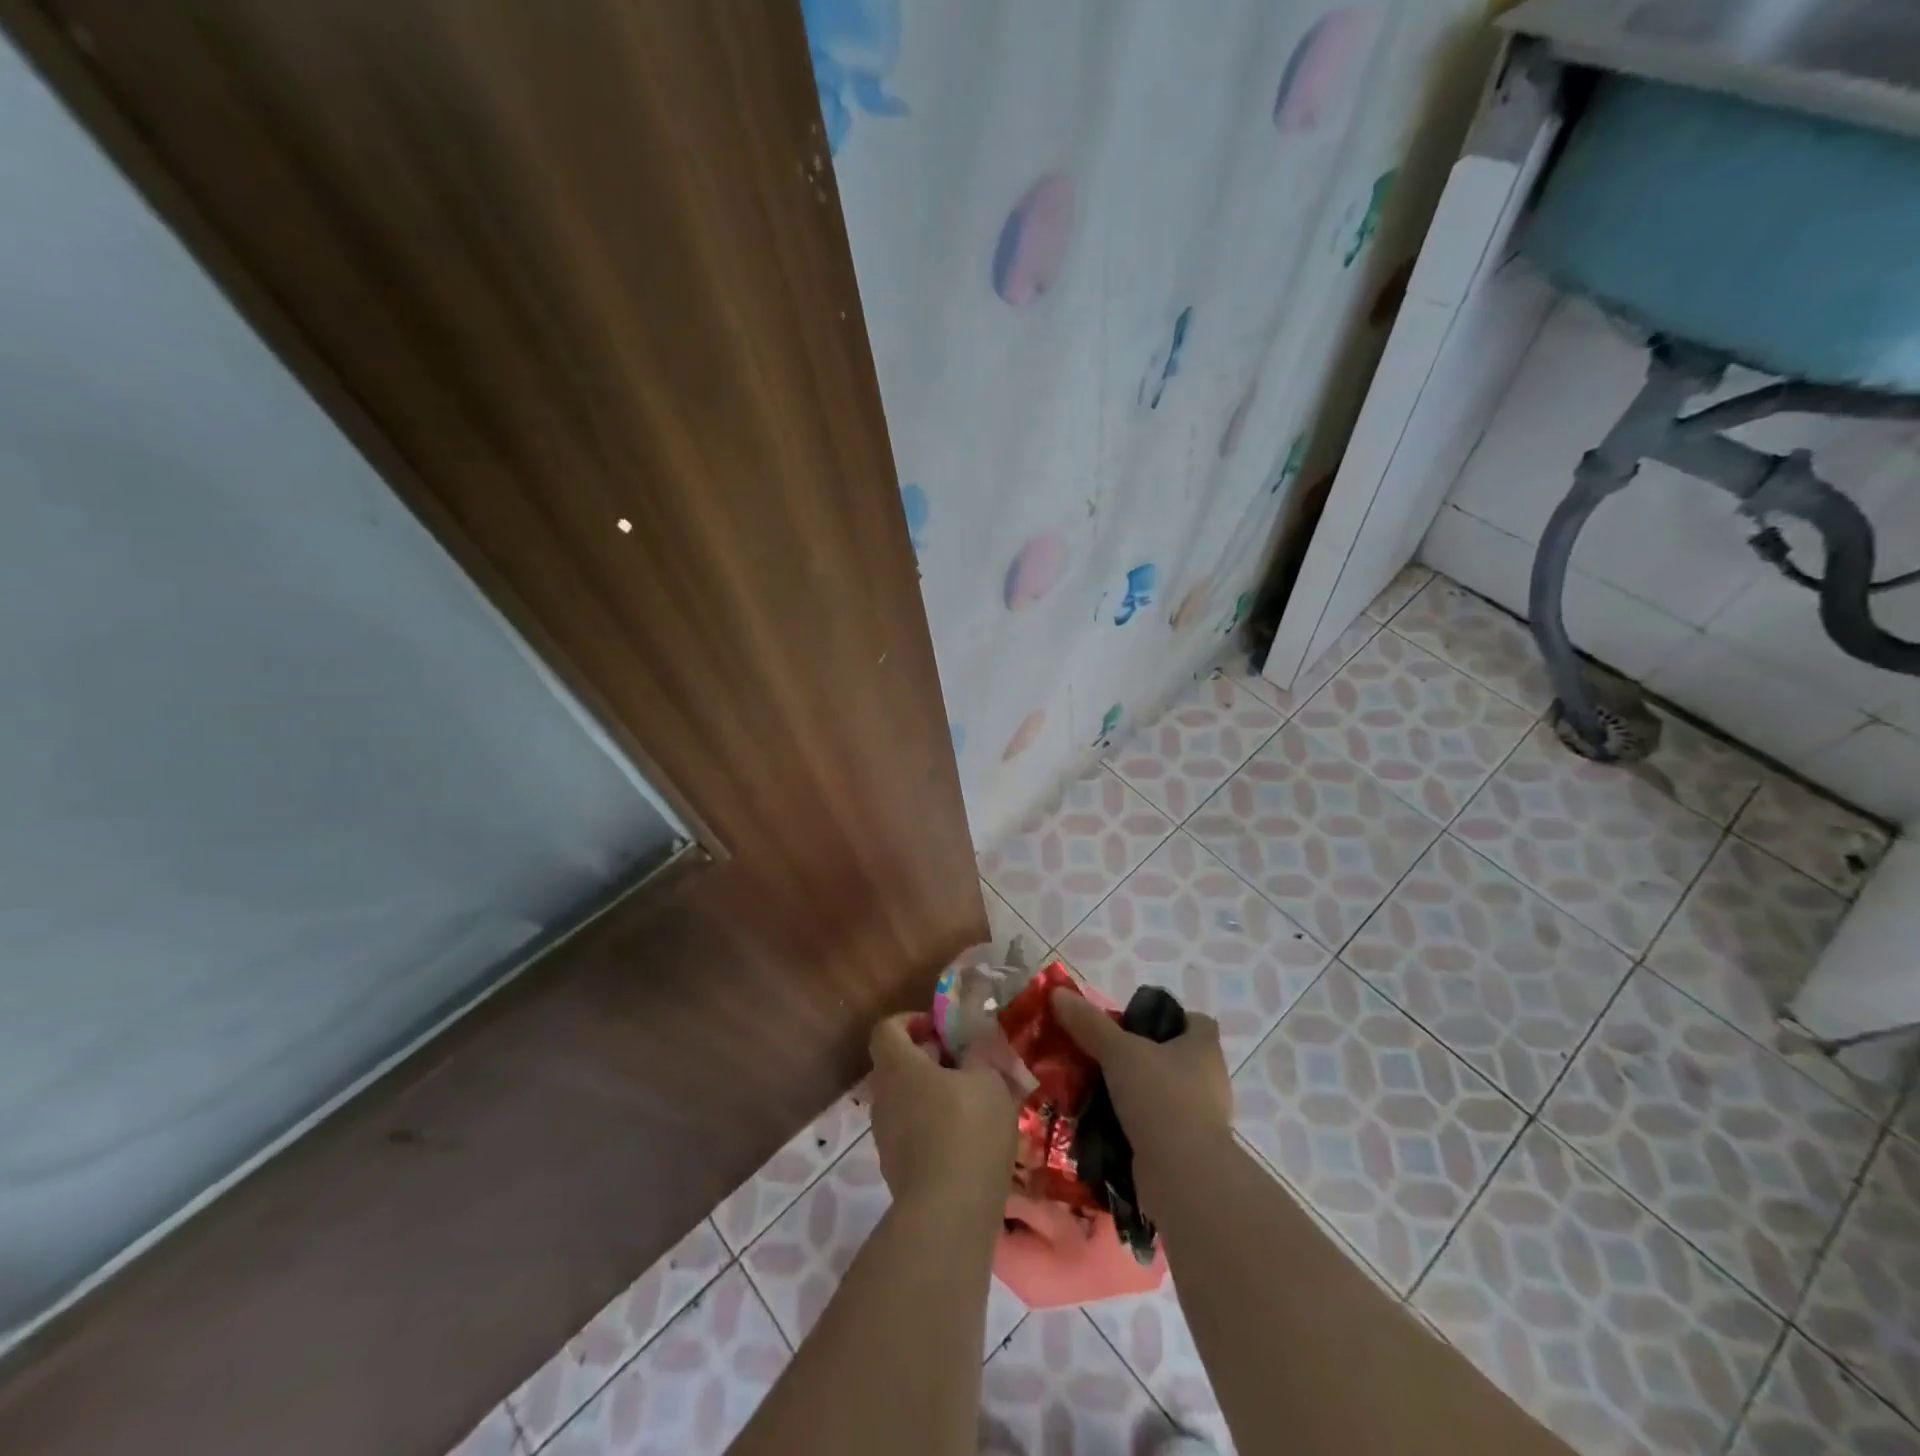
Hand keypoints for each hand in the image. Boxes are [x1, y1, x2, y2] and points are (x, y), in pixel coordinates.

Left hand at [867, 1013, 1017, 1211]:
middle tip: (968, 1065)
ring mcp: (886, 1136)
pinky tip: (968, 1141)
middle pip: (897, 1065)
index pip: (888, 1029)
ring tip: (975, 1104)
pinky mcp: (897, 1169)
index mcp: (898, 1066)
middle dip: (930, 1060)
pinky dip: (934, 1128)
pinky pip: (913, 1133)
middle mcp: (883, 1096)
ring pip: (906, 1100)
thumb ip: (980, 1053)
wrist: (948, 1216)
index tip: (941, 1029)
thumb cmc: (968, 1130)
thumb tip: (976, 1040)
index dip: (912, 1021)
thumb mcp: (988, 1080)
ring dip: (934, 1095)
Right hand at [1049, 988, 1230, 1191]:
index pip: (1196, 1022)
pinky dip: (1137, 1126)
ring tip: (1099, 1091)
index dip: (1170, 1018)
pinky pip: (1159, 1128)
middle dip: (1144, 1057)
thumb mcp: (1119, 1052)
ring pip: (1166, 1094)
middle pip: (1177, 1058)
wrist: (1183, 1177)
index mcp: (1204, 1049)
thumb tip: (1058, 993)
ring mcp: (1202, 1119)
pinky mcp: (1188, 1151)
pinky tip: (1107, 1125)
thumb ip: (1089, 1024)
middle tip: (1106, 1056)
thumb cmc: (1161, 1098)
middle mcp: (1210, 1081)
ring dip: (1137, 1094)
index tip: (1136, 1023)